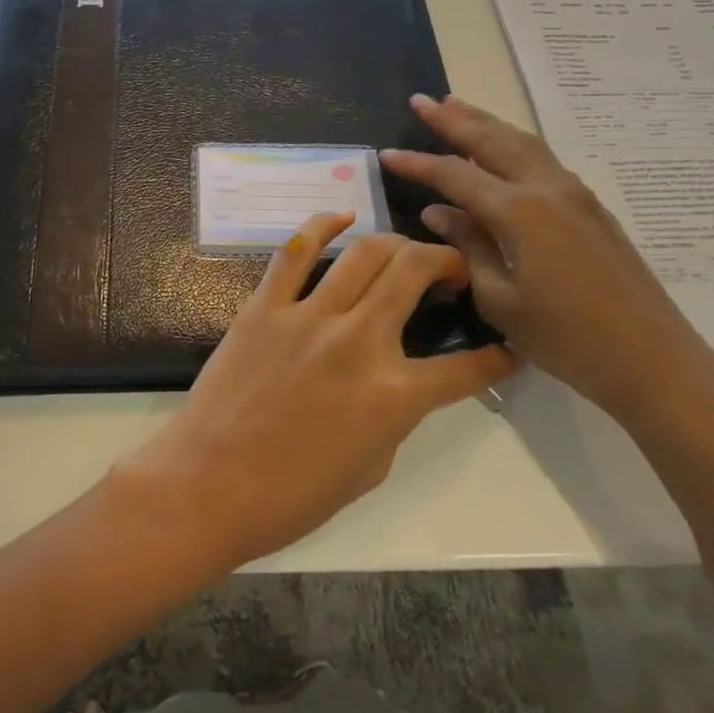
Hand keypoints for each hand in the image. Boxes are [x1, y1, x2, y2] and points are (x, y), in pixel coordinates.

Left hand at [114, 213, 518, 569]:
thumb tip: (401, 382)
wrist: (209, 485)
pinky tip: (341, 217)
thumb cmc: (291, 495)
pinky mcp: (266, 306)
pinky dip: (322, 225)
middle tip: (450, 272)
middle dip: (447, 261)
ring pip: (365, 252)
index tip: (505, 347)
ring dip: (396, 244)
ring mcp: (309, 316)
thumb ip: (395, 416)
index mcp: (393, 396)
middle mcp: (359, 342)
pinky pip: (296, 251)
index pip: (465, 368)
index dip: (496, 357)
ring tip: (404, 253)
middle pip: (415, 272)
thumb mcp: (370, 468)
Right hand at [382, 94, 713, 431]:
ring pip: (523, 142)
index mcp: (519, 212)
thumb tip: (438, 212)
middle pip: (493, 140)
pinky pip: (542, 159)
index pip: (455, 175)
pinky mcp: (591, 208)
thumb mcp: (500, 299)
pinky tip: (502, 148)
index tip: (386, 153)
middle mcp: (547, 189)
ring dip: (486, 122)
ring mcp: (575, 195)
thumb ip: (467, 247)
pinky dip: (513, 142)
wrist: (651, 359)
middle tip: (420, 100)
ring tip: (457, 105)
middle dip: (453, 119)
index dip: (418, 164)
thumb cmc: (566, 338)